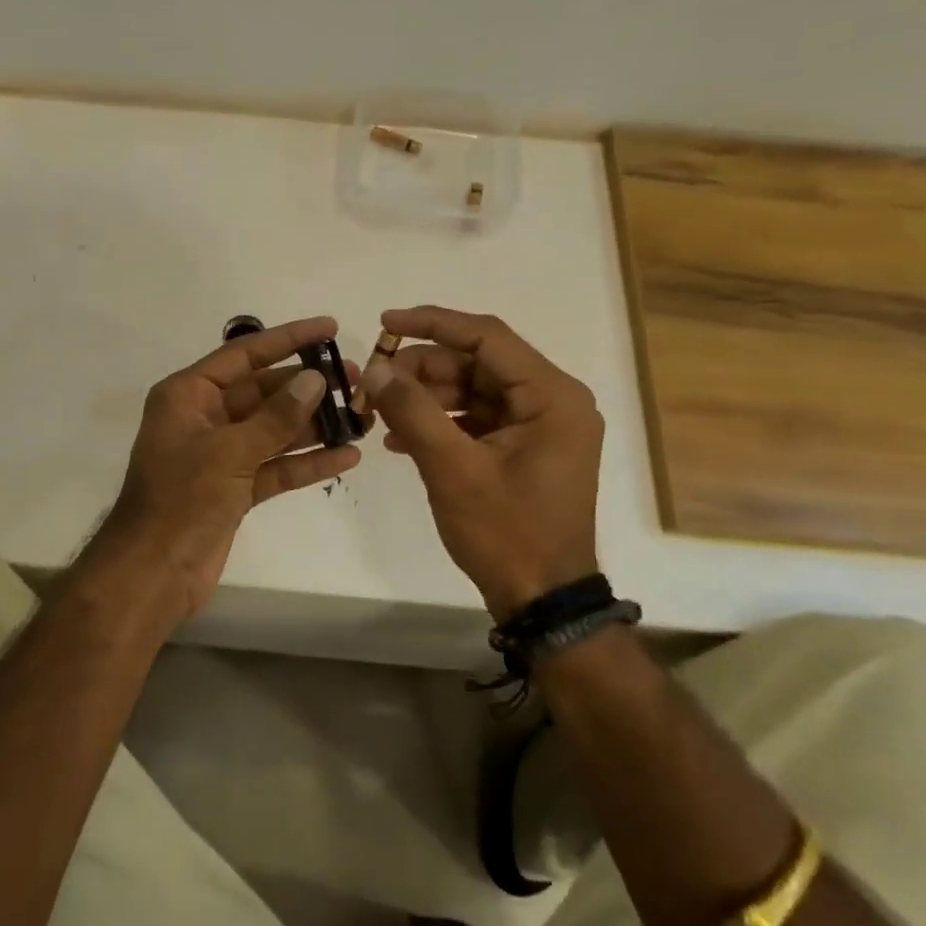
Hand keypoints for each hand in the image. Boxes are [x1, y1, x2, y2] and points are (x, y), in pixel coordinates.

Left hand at [83, 317, 363, 622]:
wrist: (153, 573)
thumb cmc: (182, 500)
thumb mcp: (230, 452)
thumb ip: (276, 417)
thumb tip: (315, 379)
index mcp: (189, 395)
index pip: (244, 355)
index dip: (288, 339)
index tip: (329, 327)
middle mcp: (204, 418)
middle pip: (263, 392)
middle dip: (308, 387)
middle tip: (355, 379)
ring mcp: (221, 455)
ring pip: (274, 430)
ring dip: (314, 425)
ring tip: (362, 416)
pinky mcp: (234, 488)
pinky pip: (275, 466)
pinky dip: (306, 463)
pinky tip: (346, 456)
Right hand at [360, 306, 602, 619]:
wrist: (542, 602)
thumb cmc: (506, 532)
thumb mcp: (452, 469)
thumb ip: (412, 410)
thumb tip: (374, 368)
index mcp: (552, 396)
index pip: (487, 337)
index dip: (433, 324)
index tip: (384, 324)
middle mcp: (552, 402)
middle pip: (477, 365)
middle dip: (422, 371)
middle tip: (373, 381)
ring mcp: (539, 428)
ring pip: (472, 392)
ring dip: (425, 399)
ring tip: (378, 413)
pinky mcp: (523, 450)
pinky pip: (476, 421)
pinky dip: (440, 425)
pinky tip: (399, 439)